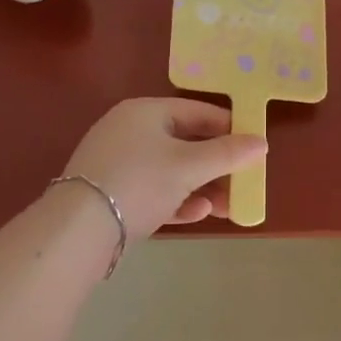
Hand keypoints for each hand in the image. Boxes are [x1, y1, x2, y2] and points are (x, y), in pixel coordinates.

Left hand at [61, 97, 267, 238]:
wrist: (78, 229)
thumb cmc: (140, 182)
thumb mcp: (189, 166)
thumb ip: (228, 153)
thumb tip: (262, 142)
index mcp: (145, 111)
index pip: (198, 112)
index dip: (229, 128)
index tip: (254, 148)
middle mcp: (129, 130)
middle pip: (185, 142)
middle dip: (217, 166)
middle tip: (243, 183)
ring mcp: (118, 162)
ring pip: (171, 169)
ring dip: (201, 186)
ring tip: (227, 207)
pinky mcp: (111, 192)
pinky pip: (153, 189)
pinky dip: (177, 199)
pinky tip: (197, 214)